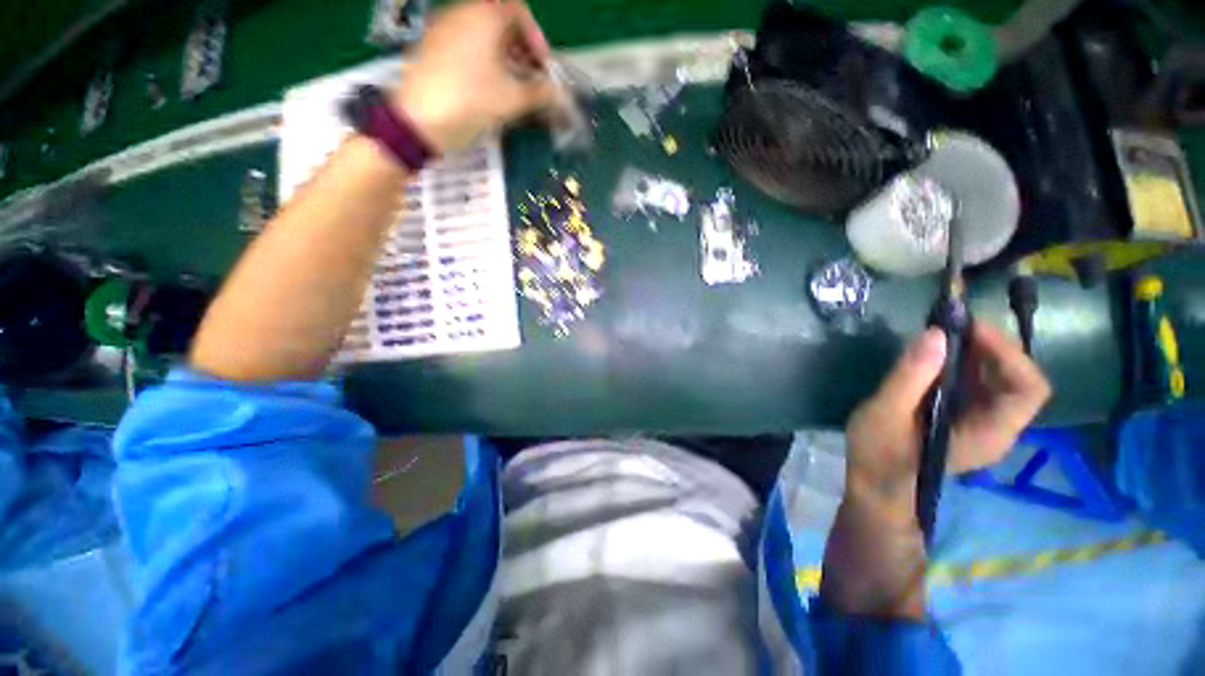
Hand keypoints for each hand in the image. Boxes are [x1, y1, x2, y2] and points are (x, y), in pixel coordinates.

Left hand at [393, 1, 556, 151]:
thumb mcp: (511, 99)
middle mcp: (463, 13)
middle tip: (531, 79)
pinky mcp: (434, 47)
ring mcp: (445, 28)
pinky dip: (485, 60)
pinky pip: (467, 44)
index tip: (543, 66)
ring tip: (513, 87)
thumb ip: (540, 93)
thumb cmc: (469, 102)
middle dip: (522, 49)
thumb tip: (560, 95)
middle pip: (501, 22)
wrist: (418, 120)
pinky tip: (490, 87)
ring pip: (484, 34)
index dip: (537, 38)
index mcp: (484, 15)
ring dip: (505, 57)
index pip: (519, 11)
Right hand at [844, 321, 1051, 524]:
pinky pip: (981, 387)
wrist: (876, 486)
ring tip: (943, 335)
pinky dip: (966, 365)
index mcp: (988, 433)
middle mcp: (998, 428)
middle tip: (953, 325)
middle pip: (1019, 380)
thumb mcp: (885, 413)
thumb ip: (910, 376)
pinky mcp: (967, 421)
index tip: (969, 328)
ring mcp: (984, 425)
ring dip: (979, 353)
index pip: (1027, 389)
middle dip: (992, 347)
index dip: (1007, 353)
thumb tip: (936, 333)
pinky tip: (938, 357)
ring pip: (1001, 381)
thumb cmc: (879, 454)